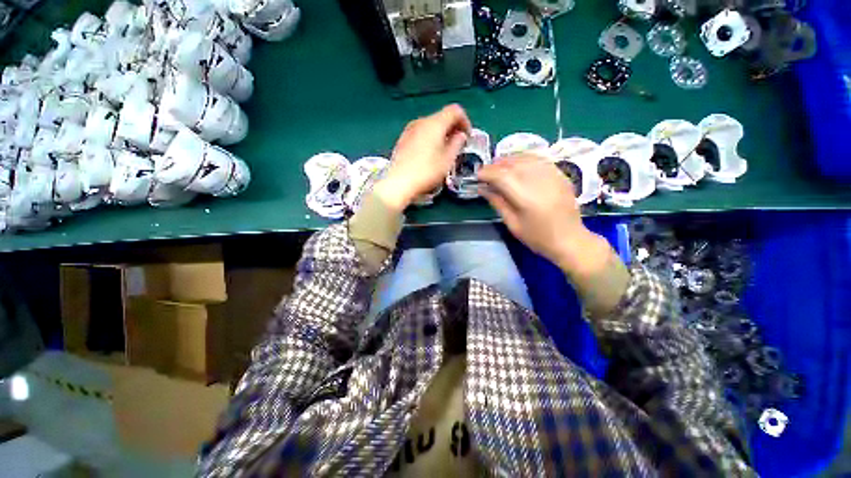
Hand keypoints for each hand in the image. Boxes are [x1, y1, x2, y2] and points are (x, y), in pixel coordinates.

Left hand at [372, 104, 470, 211]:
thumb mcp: (447, 159)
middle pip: (441, 117)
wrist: (399, 182)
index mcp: (435, 123)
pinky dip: (430, 139)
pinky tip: (430, 154)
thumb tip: (460, 136)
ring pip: (430, 126)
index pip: (455, 110)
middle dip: (453, 128)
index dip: (465, 121)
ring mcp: (409, 130)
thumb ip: (457, 144)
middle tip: (458, 145)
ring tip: (445, 151)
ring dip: (441, 134)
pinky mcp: (402, 140)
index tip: (467, 136)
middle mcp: (421, 121)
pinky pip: (420, 133)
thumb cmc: (426, 171)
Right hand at [477, 154, 611, 278]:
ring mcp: (554, 177)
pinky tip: (518, 164)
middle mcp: (541, 183)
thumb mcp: (513, 224)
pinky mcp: (561, 175)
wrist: (570, 240)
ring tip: (499, 166)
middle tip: (486, 171)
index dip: (488, 173)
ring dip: (509, 160)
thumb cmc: (538, 238)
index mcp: (527, 199)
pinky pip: (540, 160)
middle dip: (496, 165)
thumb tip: (482, 189)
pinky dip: (525, 159)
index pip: (503, 177)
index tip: (478, 175)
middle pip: (514, 164)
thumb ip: (498, 203)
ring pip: (527, 158)